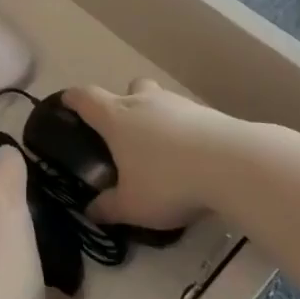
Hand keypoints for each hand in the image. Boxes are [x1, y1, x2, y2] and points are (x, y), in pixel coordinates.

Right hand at [65, 78, 238, 232]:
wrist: (233, 164)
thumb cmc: (168, 180)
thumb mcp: (132, 205)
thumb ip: (108, 208)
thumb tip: (90, 212)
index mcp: (116, 117)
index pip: (85, 97)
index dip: (72, 99)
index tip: (66, 104)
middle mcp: (144, 101)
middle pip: (128, 87)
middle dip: (123, 103)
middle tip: (124, 132)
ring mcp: (179, 104)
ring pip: (160, 100)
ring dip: (156, 116)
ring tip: (161, 149)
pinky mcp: (209, 113)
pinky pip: (187, 116)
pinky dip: (184, 130)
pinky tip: (191, 157)